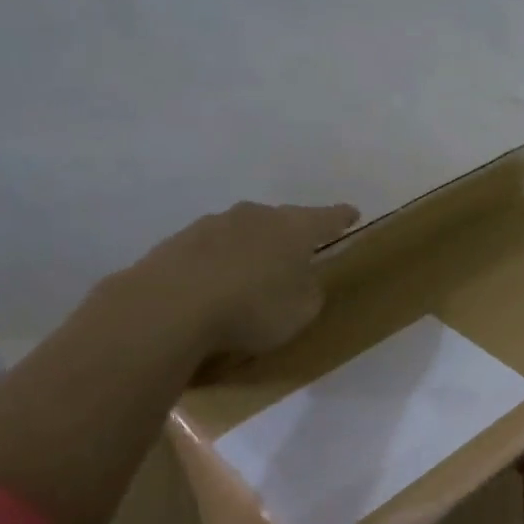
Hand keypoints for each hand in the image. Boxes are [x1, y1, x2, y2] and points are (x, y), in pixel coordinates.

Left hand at [116, 200, 358, 359]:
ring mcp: (213, 224)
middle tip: (297, 254)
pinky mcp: (178, 242)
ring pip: (243, 232)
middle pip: (281, 220)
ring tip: (249, 276)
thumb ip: (309, 291)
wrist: (170, 307)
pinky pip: (210, 251)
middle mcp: (256, 216)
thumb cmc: (253, 307)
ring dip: (250, 248)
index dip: (341, 217)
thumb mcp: (301, 310)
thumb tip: (302, 280)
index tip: (352, 213)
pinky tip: (213, 287)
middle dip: (291, 234)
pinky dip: (218, 264)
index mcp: (294, 228)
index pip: (327, 218)